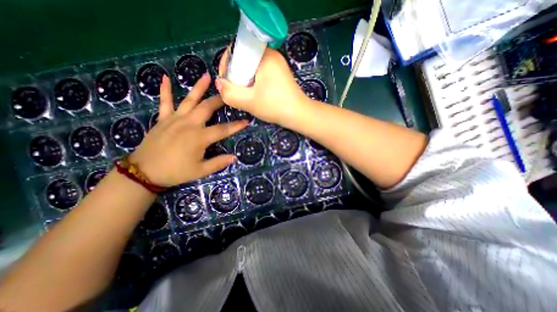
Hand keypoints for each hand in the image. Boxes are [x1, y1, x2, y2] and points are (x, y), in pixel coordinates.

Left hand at [131, 74, 247, 186]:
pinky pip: (164, 102)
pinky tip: (164, 77)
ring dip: (198, 87)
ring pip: (189, 100)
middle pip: (207, 108)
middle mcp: (189, 124)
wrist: (144, 172)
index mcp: (199, 137)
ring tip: (207, 76)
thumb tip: (235, 157)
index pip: (223, 129)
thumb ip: (218, 163)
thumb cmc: (176, 172)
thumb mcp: (200, 171)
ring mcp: (174, 119)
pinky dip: (165, 90)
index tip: (247, 120)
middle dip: (219, 100)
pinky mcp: (163, 119)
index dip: (236, 126)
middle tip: (229, 93)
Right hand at [214, 46, 308, 126]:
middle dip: (236, 75)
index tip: (226, 81)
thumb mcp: (249, 102)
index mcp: (264, 56)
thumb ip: (229, 93)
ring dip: (245, 80)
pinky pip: (262, 74)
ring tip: (245, 94)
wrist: (299, 115)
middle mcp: (272, 55)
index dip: (227, 64)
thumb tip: (219, 83)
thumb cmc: (275, 106)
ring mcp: (278, 65)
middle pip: (245, 59)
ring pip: (253, 68)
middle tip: (236, 91)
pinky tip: (256, 94)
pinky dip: (255, 82)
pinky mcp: (281, 74)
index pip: (237, 50)